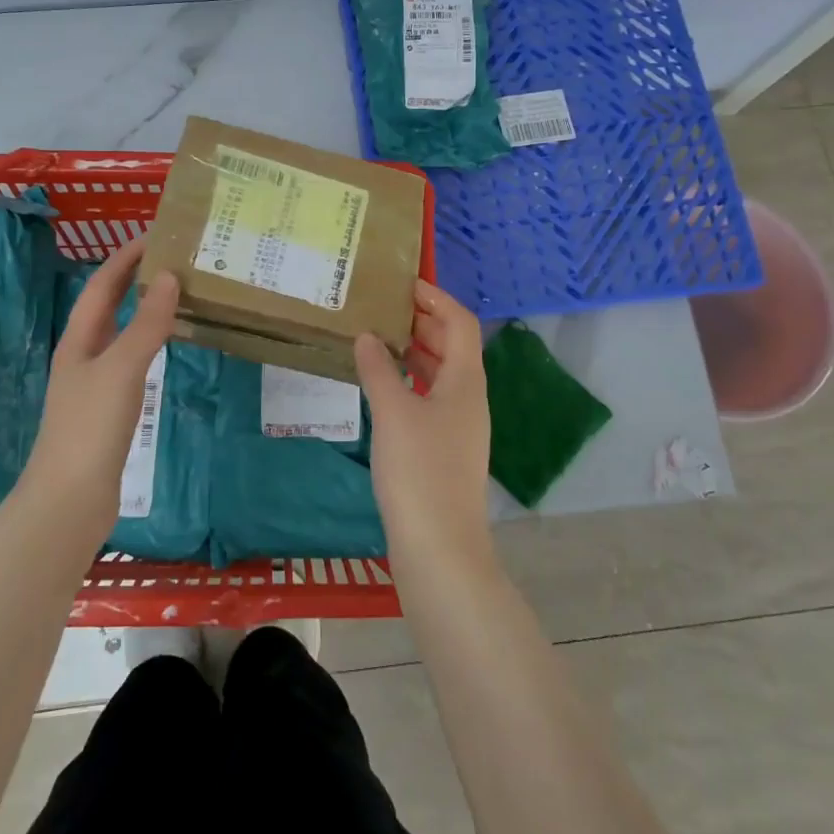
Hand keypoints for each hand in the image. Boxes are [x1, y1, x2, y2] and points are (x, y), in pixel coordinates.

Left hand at [22, 237, 178, 530]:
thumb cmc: (91, 427)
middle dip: (134, 278)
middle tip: (173, 258)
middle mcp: (83, 355)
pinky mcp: (109, 409)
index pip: (102, 285)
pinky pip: (132, 360)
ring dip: (144, 309)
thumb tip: (169, 276)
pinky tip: (168, 347)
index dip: (124, 257)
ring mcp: (94, 384)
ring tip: (177, 293)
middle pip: (108, 306)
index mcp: (79, 340)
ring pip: (121, 332)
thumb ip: (146, 324)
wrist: (70, 499)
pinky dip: (150, 342)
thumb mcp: (121, 369)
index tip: (156, 234)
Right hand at [354, 279, 493, 568]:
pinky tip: (380, 386)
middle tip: (381, 307)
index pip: (460, 322)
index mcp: (465, 381)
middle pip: (452, 345)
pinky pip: (428, 398)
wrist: (440, 549)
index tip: (402, 284)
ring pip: (439, 373)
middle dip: (421, 321)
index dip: (435, 298)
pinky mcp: (443, 449)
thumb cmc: (420, 472)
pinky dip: (408, 382)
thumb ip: (379, 369)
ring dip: (414, 351)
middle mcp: (468, 398)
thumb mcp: (394, 413)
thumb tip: (366, 336)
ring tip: (375, 338)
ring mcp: (458, 425)